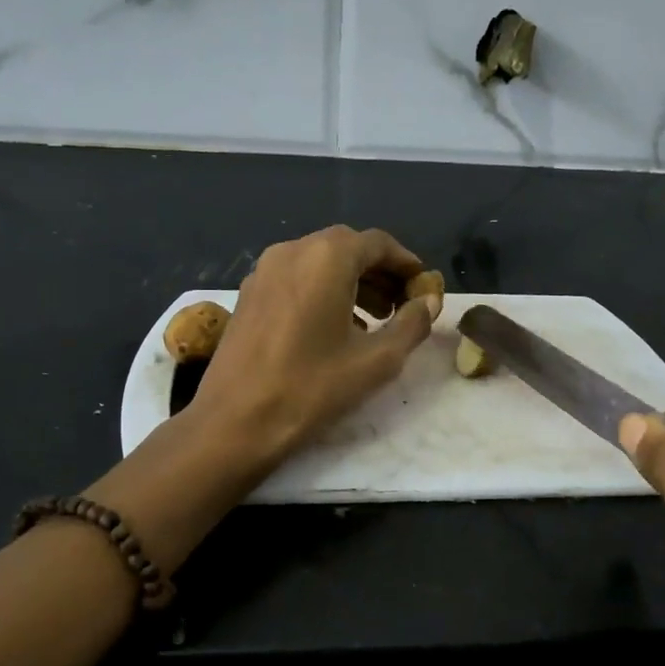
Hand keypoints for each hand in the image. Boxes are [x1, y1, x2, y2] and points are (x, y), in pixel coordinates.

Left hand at [188, 225, 436, 464]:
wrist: (235, 421)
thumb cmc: (311, 388)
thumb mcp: (377, 361)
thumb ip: (412, 325)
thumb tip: (429, 302)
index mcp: (326, 257)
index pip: (378, 244)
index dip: (407, 264)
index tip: (424, 289)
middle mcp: (292, 251)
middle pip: (347, 249)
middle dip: (380, 274)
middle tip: (402, 306)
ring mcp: (264, 271)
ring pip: (319, 263)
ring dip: (352, 283)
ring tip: (374, 320)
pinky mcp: (248, 294)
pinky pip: (296, 279)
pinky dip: (323, 291)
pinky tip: (334, 328)